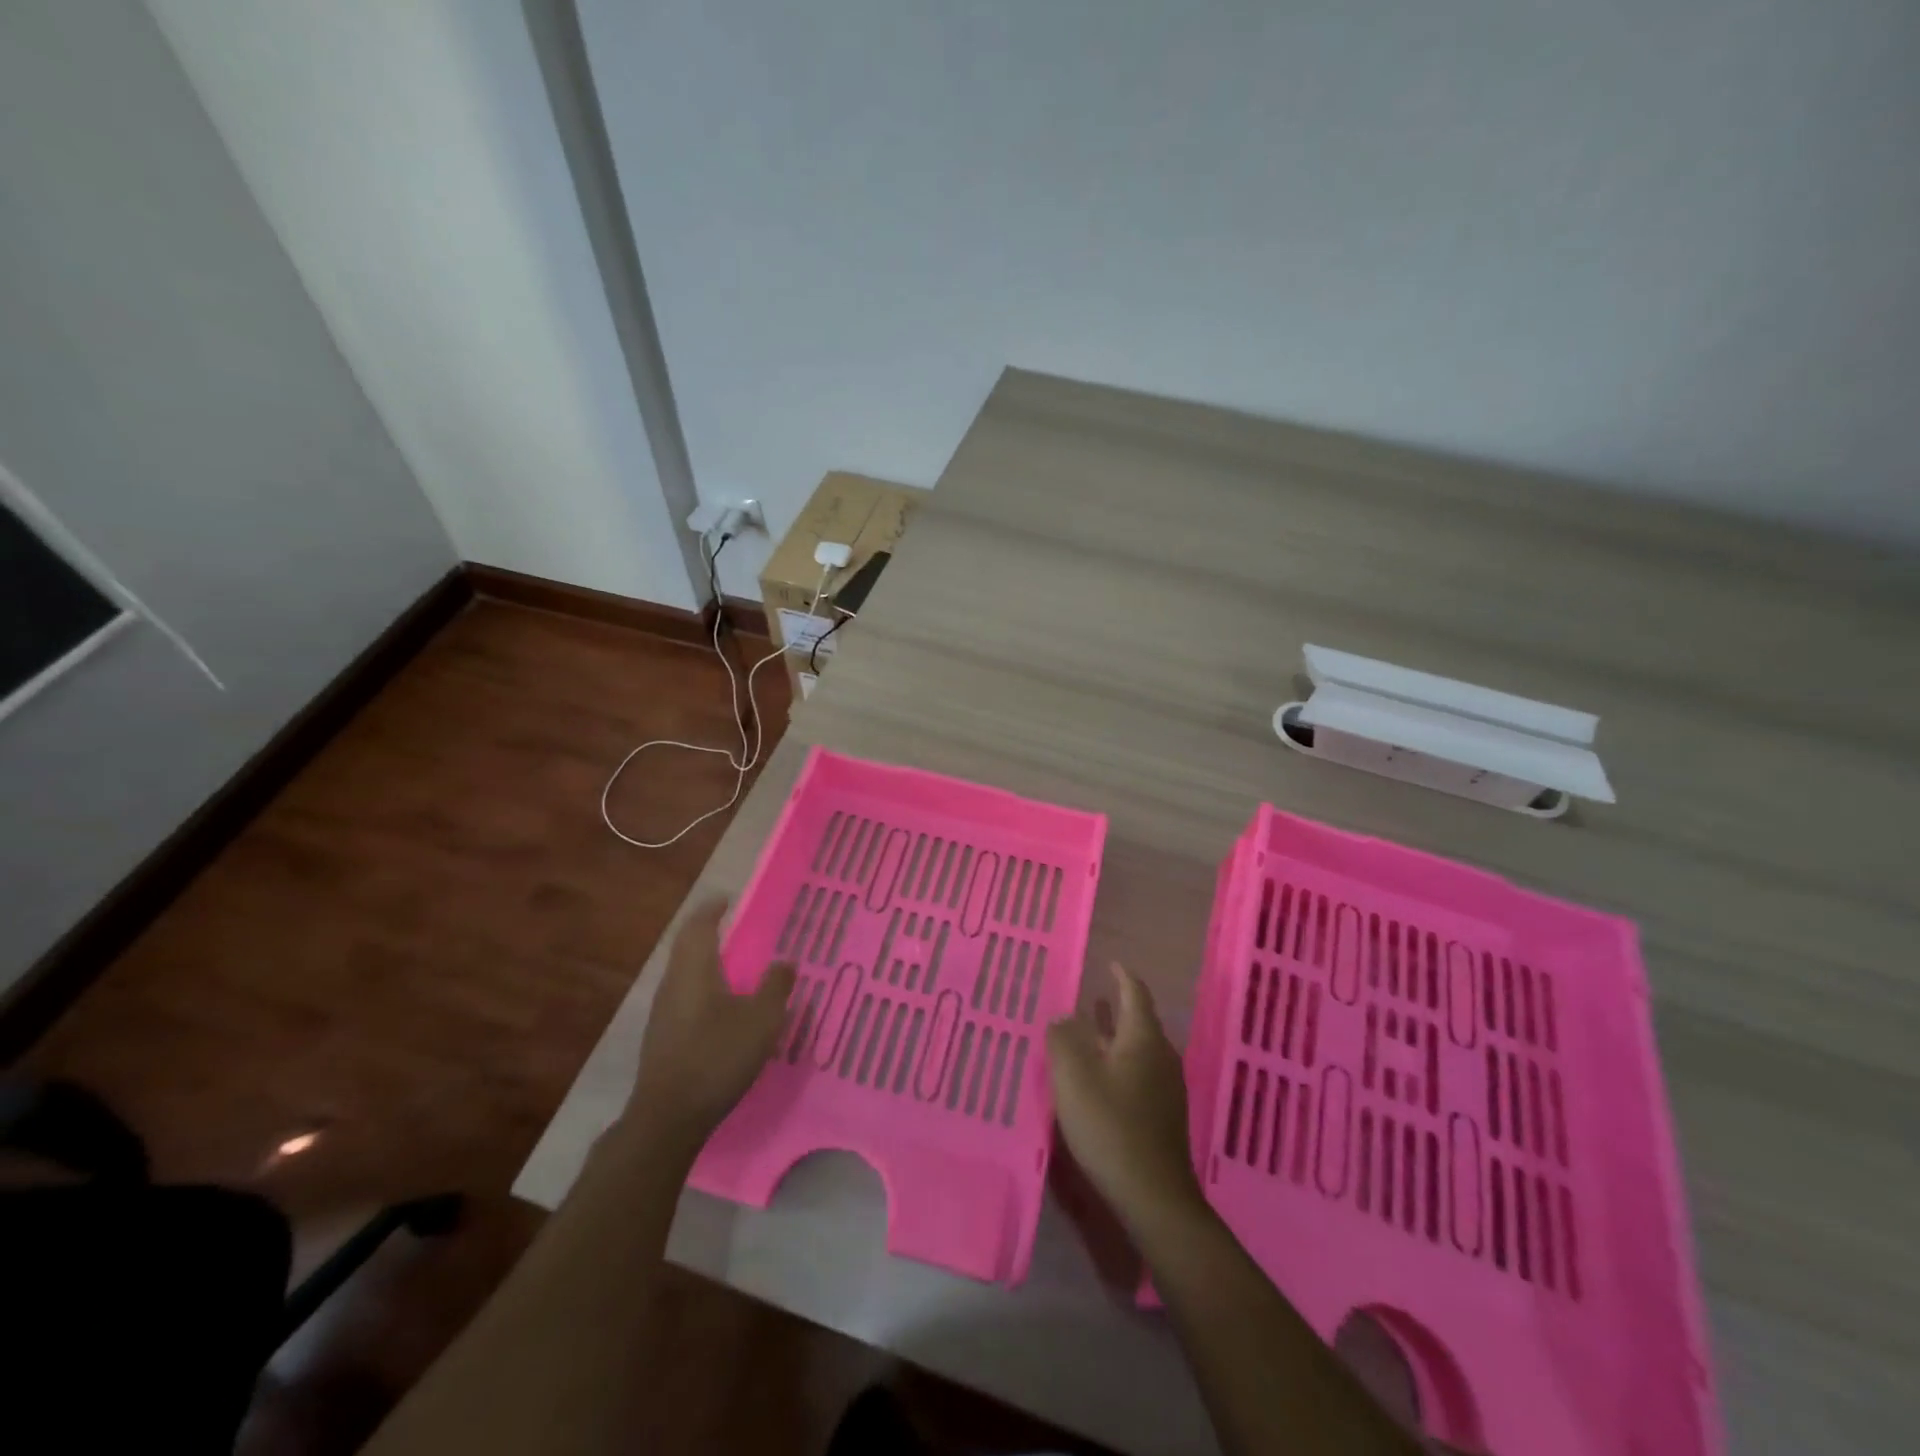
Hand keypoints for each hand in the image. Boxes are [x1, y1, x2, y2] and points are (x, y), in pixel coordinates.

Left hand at [629, 899, 795, 1147]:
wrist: (669, 1117)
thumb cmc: (717, 1056)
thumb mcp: (761, 1020)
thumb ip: (775, 986)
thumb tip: (784, 962)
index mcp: (694, 970)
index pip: (698, 926)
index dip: (712, 910)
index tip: (727, 900)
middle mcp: (672, 984)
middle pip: (687, 948)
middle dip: (708, 935)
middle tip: (735, 929)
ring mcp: (662, 1013)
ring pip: (684, 975)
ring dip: (706, 964)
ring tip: (733, 967)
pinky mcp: (662, 1039)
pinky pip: (684, 999)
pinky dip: (703, 990)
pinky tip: (722, 1009)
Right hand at [1047, 962, 1204, 1232]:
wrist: (1154, 1197)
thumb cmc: (1110, 1127)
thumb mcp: (1074, 1078)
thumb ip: (1063, 1040)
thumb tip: (1063, 1017)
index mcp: (1143, 1039)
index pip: (1135, 994)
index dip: (1122, 976)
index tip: (1110, 963)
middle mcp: (1161, 1056)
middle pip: (1138, 1021)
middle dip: (1115, 1008)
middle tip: (1089, 998)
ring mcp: (1166, 1088)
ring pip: (1138, 1049)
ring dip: (1114, 1037)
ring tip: (1089, 1033)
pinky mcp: (1163, 1115)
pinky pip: (1139, 1073)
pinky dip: (1119, 1062)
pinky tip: (1100, 1078)